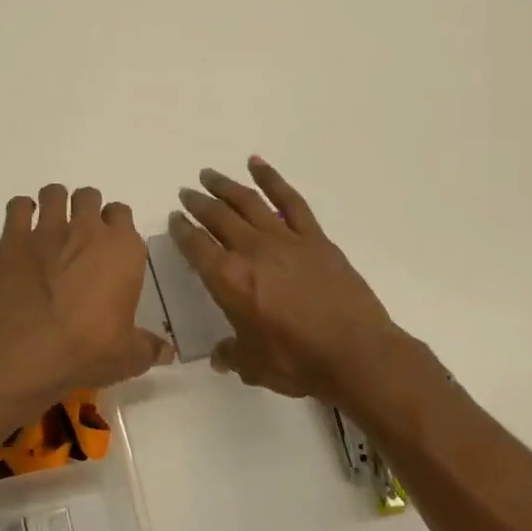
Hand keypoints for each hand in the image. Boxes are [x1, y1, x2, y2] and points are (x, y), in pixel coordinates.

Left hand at [0, 183, 173, 400]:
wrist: (30, 350)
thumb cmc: (88, 350)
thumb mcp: (128, 357)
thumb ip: (148, 347)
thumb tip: (168, 353)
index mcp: (123, 250)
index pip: (123, 214)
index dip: (115, 225)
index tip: (108, 243)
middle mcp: (88, 230)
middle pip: (89, 197)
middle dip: (85, 209)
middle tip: (79, 234)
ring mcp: (49, 230)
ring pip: (54, 193)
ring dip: (54, 203)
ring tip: (50, 225)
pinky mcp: (14, 238)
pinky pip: (18, 206)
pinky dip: (21, 211)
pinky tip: (21, 228)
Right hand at [171, 157, 407, 404]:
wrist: (356, 354)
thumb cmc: (298, 362)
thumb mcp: (253, 366)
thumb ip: (232, 354)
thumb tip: (221, 357)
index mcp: (228, 280)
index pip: (195, 246)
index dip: (181, 230)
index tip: (174, 219)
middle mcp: (250, 251)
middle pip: (217, 217)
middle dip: (197, 203)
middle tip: (186, 193)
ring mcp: (284, 240)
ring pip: (248, 202)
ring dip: (225, 186)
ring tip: (209, 174)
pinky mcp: (314, 238)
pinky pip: (290, 201)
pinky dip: (272, 179)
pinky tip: (257, 164)